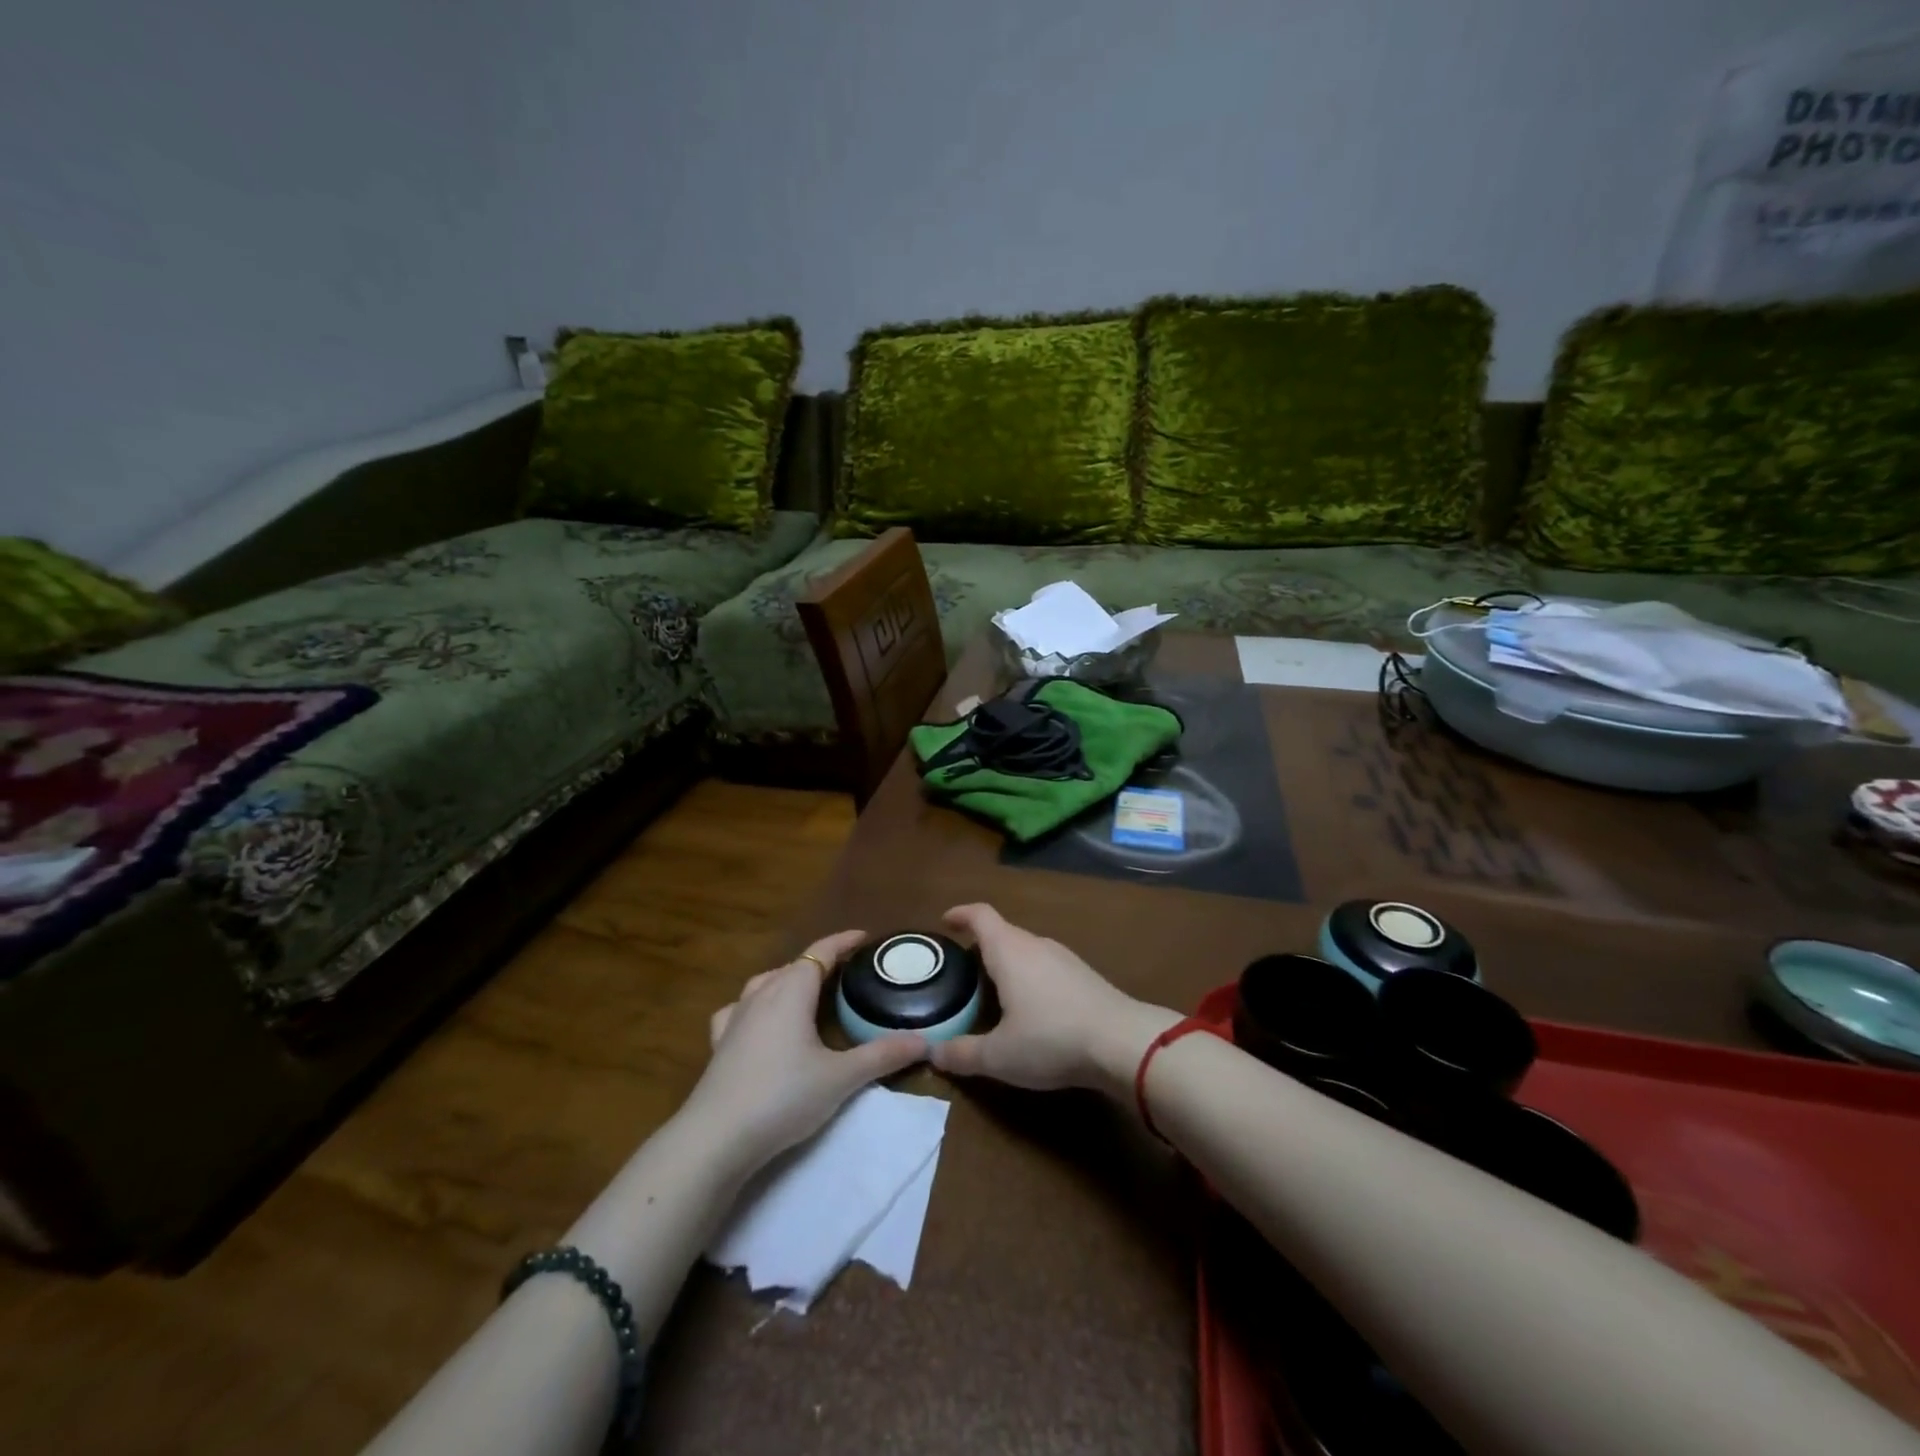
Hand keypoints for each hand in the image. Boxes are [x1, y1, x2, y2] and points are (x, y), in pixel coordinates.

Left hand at [686, 930, 928, 1170]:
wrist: (716, 1138)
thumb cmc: (783, 1097)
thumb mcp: (841, 1078)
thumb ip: (882, 1055)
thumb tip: (924, 1041)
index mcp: (792, 991)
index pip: (820, 953)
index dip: (843, 942)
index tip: (864, 937)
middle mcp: (762, 994)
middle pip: (794, 966)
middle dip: (821, 963)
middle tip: (847, 972)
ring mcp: (736, 1018)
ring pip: (765, 983)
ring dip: (788, 980)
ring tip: (806, 992)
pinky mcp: (719, 1044)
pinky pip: (739, 1010)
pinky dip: (754, 1006)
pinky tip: (758, 1020)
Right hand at [929, 904, 1179, 1095]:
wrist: (1123, 1042)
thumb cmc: (1051, 1039)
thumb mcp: (999, 1056)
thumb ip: (962, 1054)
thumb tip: (932, 1052)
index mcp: (1009, 951)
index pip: (980, 916)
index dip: (960, 914)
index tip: (946, 920)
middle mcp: (1035, 944)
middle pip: (1003, 932)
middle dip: (981, 945)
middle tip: (963, 970)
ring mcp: (1064, 957)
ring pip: (1027, 950)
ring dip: (1008, 962)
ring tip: (995, 989)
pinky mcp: (1085, 975)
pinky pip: (1047, 966)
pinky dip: (1031, 977)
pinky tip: (1033, 1007)